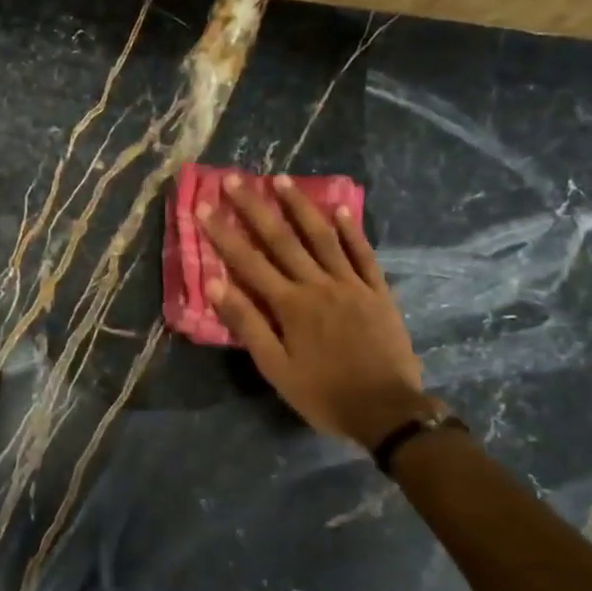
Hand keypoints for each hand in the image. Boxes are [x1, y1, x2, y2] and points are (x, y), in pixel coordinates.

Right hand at [199, 174, 431, 448]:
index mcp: (290, 305)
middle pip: (282, 240)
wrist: (386, 410)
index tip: (205, 207)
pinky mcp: (377, 291)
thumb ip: (248, 323)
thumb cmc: (323, 393)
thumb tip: (216, 284)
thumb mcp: (275, 367)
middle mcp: (318, 285)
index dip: (224, 233)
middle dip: (256, 208)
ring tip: (282, 180)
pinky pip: (363, 254)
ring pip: (322, 237)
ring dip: (301, 207)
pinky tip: (340, 208)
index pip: (249, 262)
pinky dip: (351, 230)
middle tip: (236, 179)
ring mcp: (351, 284)